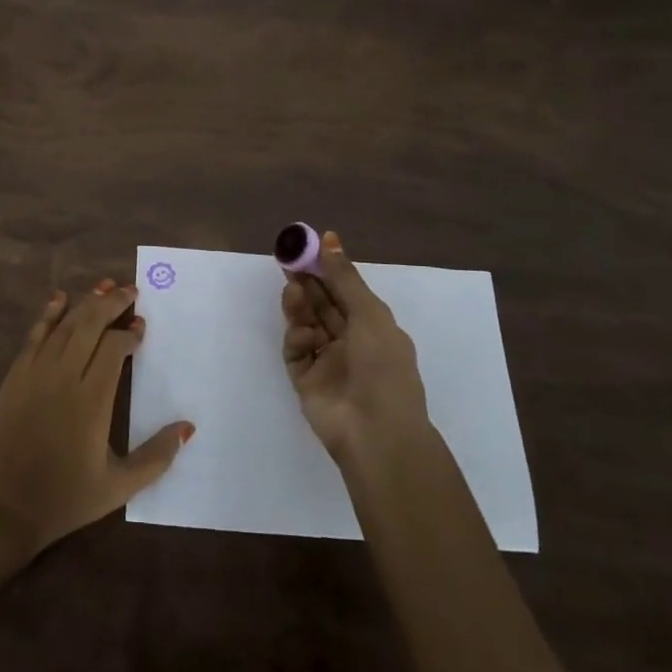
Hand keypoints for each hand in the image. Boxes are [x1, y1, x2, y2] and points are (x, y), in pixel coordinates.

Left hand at [0, 281, 193, 560]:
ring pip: (64, 325)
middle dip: (112, 303)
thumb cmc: (61, 501)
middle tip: (130, 290)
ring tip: (103, 286)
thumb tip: (187, 427)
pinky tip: (58, 298)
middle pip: (90, 325)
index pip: (114, 349)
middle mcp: (64, 376)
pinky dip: (48, 314)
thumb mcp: (117, 488)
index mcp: (92, 400)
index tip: (141, 327)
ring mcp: (35, 373)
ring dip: (85, 302)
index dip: (129, 334)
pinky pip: (34, 335)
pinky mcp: (13, 377)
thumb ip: (156, 457)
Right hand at [281, 229, 430, 455]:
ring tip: (291, 288)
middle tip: (288, 259)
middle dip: (307, 282)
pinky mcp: (306, 379)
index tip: (310, 245)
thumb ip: (344, 278)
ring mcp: (327, 361)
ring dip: (300, 305)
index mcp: (373, 326)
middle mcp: (350, 341)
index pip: (346, 290)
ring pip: (307, 324)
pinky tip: (302, 332)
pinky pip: (296, 351)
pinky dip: (298, 338)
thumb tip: (330, 240)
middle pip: (323, 304)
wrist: (375, 432)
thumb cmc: (383, 367)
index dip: (328, 268)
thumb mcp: (369, 314)